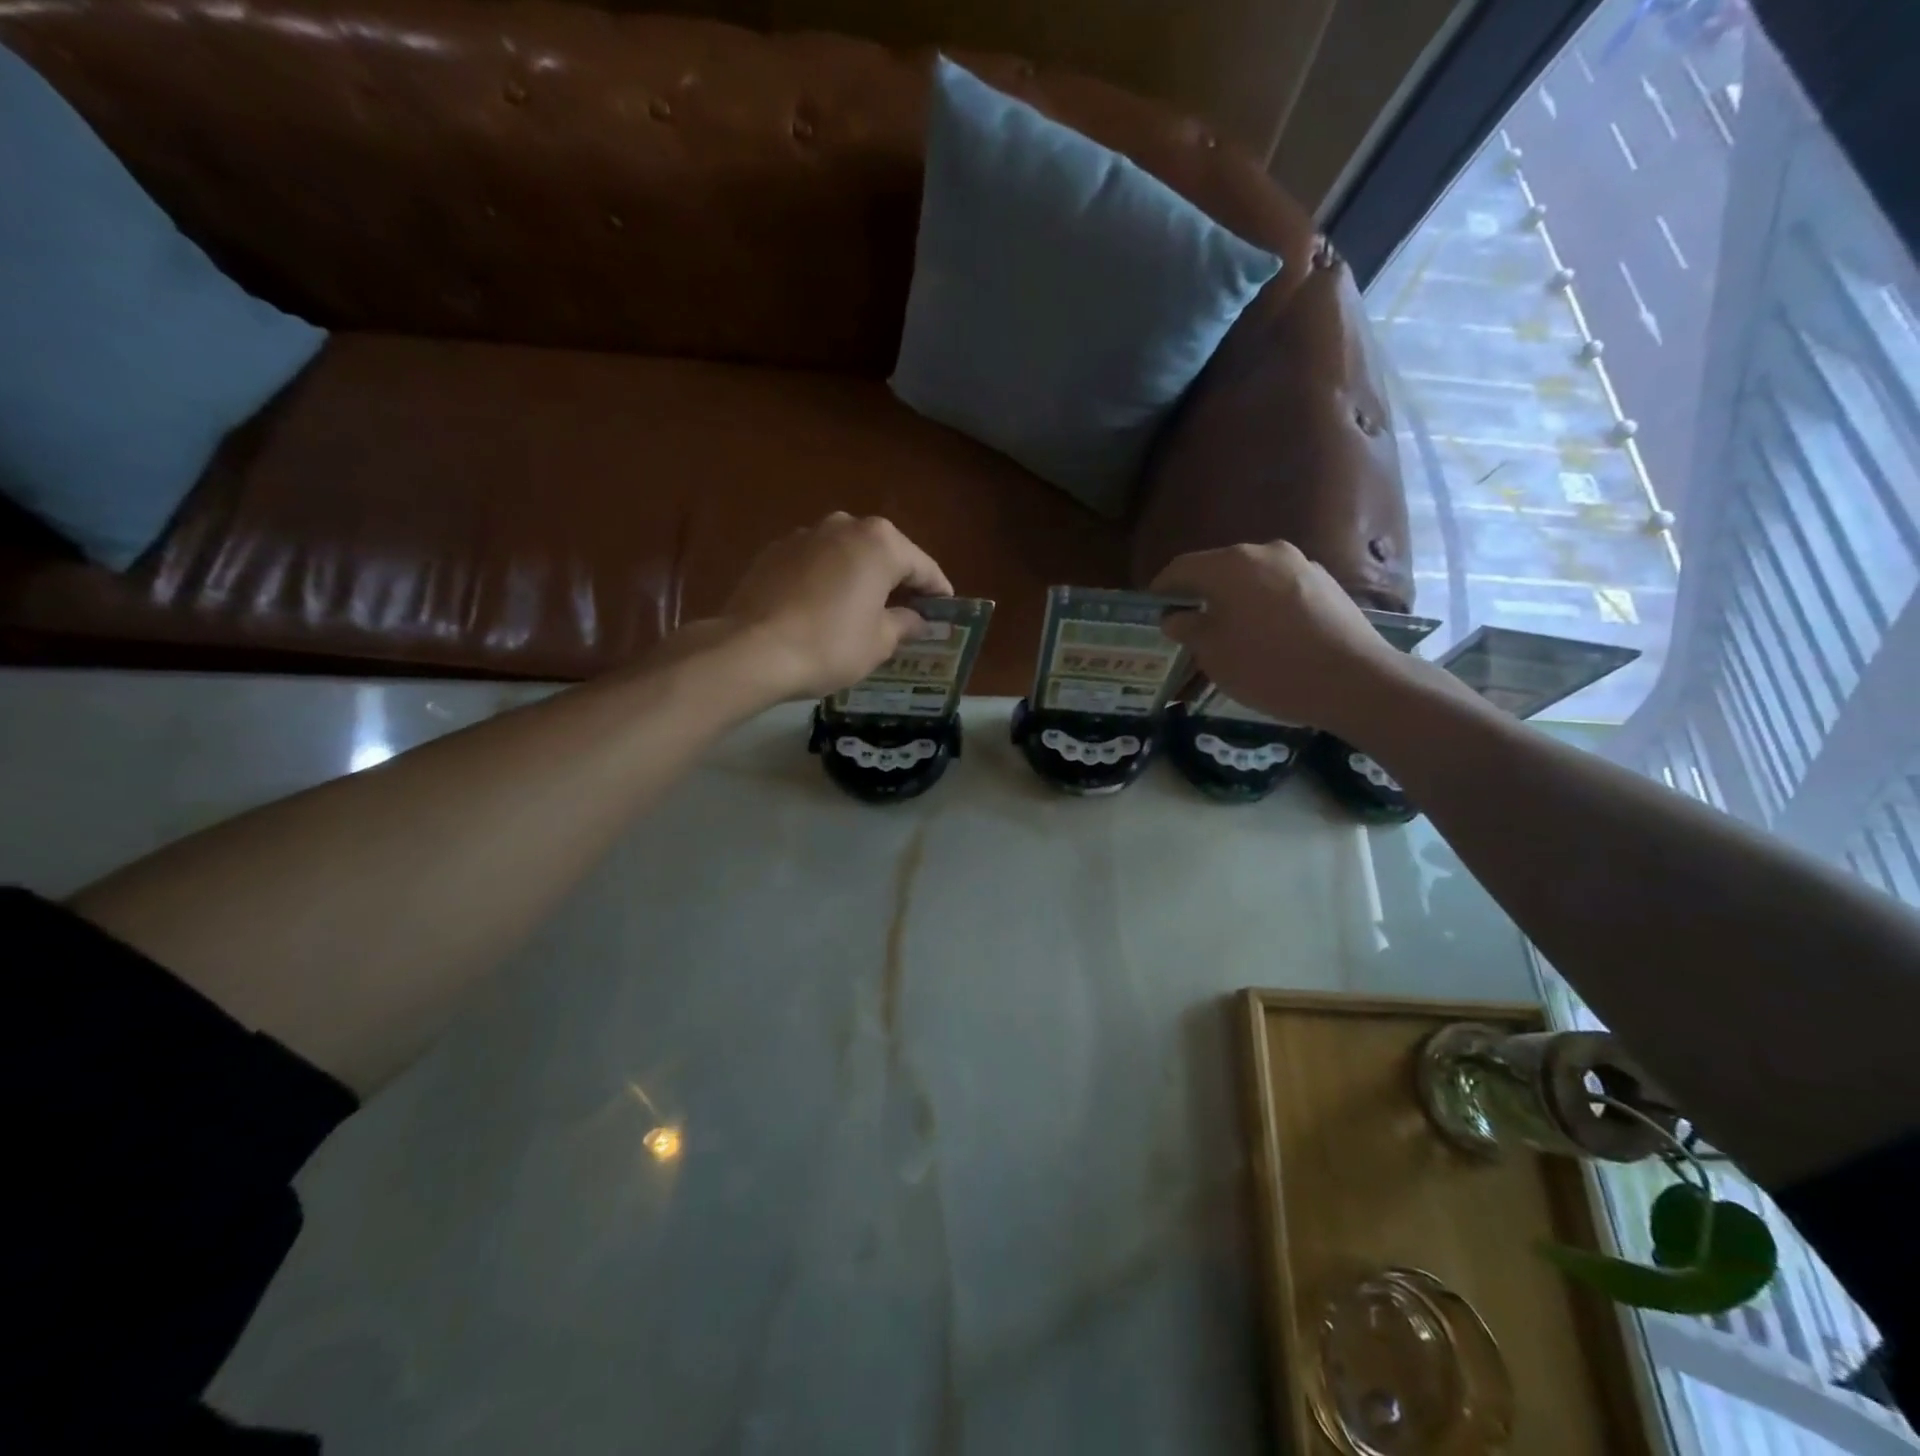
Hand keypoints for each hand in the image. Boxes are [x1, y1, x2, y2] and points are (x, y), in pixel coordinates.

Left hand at [720, 513, 953, 699]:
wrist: (752, 650)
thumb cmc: (830, 644)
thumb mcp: (879, 642)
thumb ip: (904, 624)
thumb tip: (916, 619)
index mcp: (881, 543)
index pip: (923, 566)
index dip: (938, 591)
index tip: (946, 610)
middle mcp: (845, 526)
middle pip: (884, 553)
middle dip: (898, 580)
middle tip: (908, 611)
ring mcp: (805, 535)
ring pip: (847, 554)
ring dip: (860, 577)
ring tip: (865, 609)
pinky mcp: (774, 551)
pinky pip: (815, 563)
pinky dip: (827, 580)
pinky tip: (825, 608)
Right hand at [1151, 540, 1405, 732]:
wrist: (1354, 681)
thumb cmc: (1269, 666)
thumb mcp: (1213, 654)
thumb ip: (1187, 628)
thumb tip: (1175, 616)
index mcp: (1230, 565)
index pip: (1181, 567)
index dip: (1162, 589)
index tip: (1152, 610)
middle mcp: (1265, 552)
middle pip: (1218, 569)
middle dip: (1199, 595)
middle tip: (1187, 625)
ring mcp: (1300, 564)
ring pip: (1251, 579)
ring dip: (1233, 600)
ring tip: (1228, 633)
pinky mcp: (1325, 583)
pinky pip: (1279, 590)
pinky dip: (1262, 606)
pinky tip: (1266, 636)